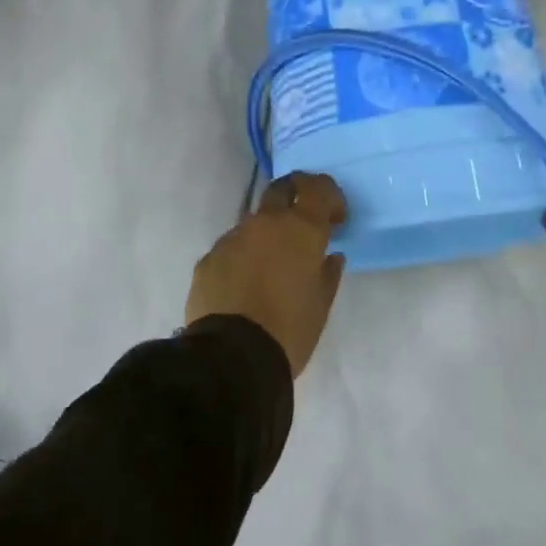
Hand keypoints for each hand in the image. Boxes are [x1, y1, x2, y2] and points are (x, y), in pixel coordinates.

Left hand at [186, 173, 347, 377]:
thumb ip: (328, 273)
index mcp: (300, 229)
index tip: (336, 220)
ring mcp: (232, 238)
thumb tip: (330, 256)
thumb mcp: (321, 305)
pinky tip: (246, 286)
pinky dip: (244, 257)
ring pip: (254, 222)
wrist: (231, 358)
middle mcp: (265, 223)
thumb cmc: (289, 329)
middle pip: (281, 188)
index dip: (330, 196)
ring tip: (272, 267)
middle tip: (304, 223)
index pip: (318, 188)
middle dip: (296, 196)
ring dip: (267, 234)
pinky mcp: (208, 259)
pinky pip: (232, 248)